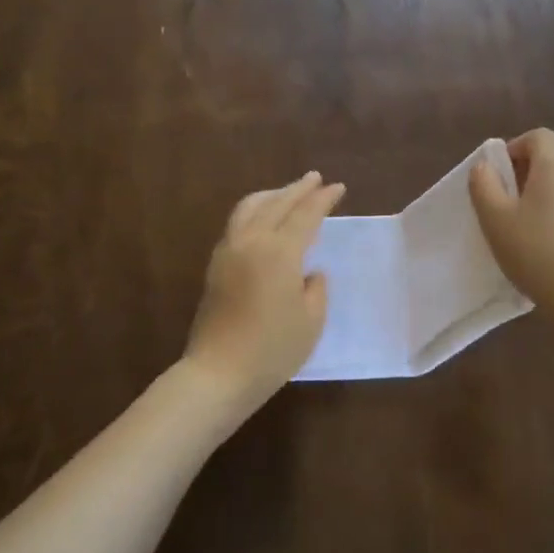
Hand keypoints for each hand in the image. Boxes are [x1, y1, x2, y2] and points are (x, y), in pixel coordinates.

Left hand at [182, 171, 345, 421]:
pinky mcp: (216, 265)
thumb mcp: (311, 320)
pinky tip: (262, 219)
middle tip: (315, 179)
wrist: (219, 373)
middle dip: (298, 189)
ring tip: (287, 192)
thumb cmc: (273, 350)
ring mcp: (229, 250)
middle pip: (277, 204)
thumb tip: (309, 272)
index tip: (337, 188)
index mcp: (280, 252)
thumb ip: (316, 289)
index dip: (323, 200)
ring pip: (250, 207)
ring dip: (272, 195)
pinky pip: (237, 223)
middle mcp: (252, 241)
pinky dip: (255, 210)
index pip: (306, 215)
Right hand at [469, 129, 553, 329]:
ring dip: (548, 202)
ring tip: (530, 236)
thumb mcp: (496, 221)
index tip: (498, 176)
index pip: (538, 137)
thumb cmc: (539, 253)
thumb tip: (485, 166)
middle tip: (507, 210)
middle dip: (527, 178)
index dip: (514, 149)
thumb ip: (484, 186)